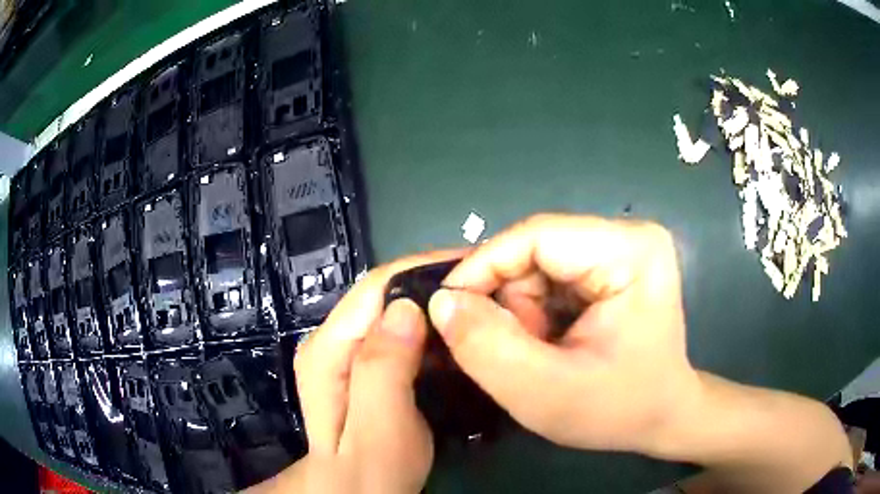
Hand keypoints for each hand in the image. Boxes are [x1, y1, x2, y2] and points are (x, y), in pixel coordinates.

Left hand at [248, 251, 463, 493]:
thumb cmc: (371, 472)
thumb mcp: (378, 428)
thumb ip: (383, 368)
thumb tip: (406, 307)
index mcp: (328, 349)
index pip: (376, 286)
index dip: (424, 268)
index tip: (474, 266)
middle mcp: (332, 341)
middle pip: (385, 294)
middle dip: (435, 286)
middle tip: (487, 291)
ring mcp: (348, 354)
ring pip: (396, 312)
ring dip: (435, 308)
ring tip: (480, 309)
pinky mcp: (366, 367)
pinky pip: (401, 335)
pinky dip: (430, 331)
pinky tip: (457, 339)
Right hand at [427, 213, 700, 454]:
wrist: (661, 416)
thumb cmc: (618, 410)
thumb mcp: (544, 393)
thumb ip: (487, 347)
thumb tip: (441, 302)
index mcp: (630, 250)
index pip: (536, 235)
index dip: (482, 268)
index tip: (446, 310)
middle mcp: (628, 235)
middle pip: (535, 249)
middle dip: (510, 302)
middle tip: (514, 349)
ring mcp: (622, 248)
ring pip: (537, 264)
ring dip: (523, 309)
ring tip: (540, 352)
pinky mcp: (613, 264)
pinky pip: (551, 277)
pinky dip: (536, 311)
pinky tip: (551, 342)